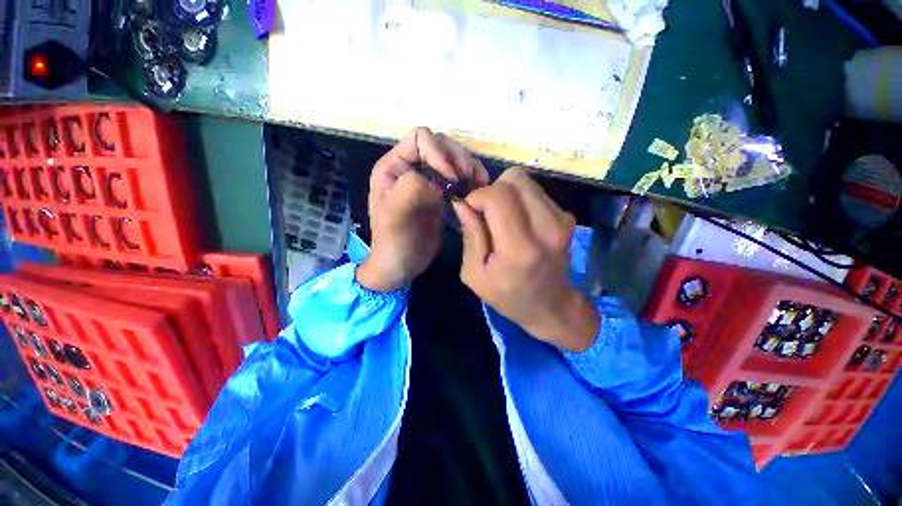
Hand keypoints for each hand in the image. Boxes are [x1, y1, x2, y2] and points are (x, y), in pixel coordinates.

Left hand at [358, 127, 488, 292]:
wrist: (402, 264)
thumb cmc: (393, 241)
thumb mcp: (395, 214)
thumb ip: (411, 188)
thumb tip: (439, 182)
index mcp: (394, 166)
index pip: (421, 139)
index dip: (439, 153)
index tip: (451, 178)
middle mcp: (411, 167)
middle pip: (441, 144)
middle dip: (458, 158)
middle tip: (468, 179)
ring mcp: (428, 180)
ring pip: (454, 159)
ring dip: (469, 167)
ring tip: (478, 183)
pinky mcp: (441, 194)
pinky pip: (460, 177)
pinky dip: (472, 179)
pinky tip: (478, 189)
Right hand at [452, 168, 598, 351]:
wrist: (551, 305)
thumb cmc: (507, 295)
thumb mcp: (475, 274)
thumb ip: (470, 235)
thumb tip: (461, 202)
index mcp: (519, 249)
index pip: (498, 196)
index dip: (477, 196)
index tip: (470, 211)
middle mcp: (546, 228)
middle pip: (513, 179)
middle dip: (492, 190)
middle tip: (486, 214)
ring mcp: (561, 219)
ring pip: (524, 181)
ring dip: (506, 194)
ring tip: (502, 219)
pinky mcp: (567, 216)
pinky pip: (534, 191)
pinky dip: (520, 199)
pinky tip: (518, 221)